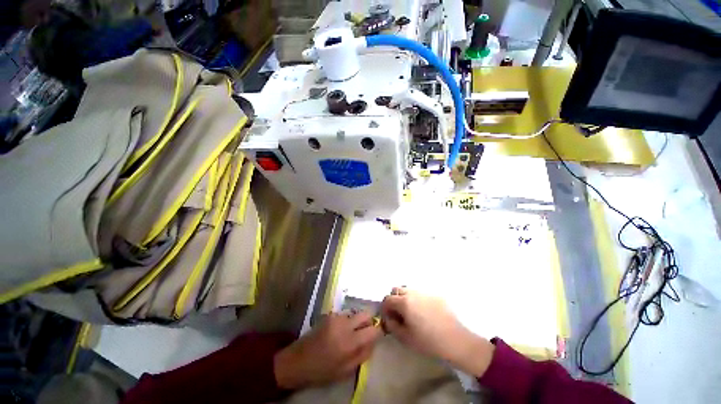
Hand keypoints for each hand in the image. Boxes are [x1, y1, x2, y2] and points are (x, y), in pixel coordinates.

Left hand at [274, 311, 381, 388]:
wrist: (298, 361)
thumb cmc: (322, 371)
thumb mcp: (345, 370)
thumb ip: (363, 355)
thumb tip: (373, 341)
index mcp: (350, 342)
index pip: (373, 329)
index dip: (378, 331)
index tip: (377, 335)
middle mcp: (345, 325)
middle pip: (366, 314)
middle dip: (369, 321)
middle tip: (364, 332)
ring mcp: (336, 317)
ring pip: (355, 313)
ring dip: (356, 321)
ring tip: (349, 333)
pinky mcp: (329, 314)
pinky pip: (345, 314)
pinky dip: (346, 321)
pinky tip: (339, 331)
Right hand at [381, 287, 494, 376]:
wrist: (455, 340)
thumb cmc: (428, 341)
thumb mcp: (405, 338)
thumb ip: (392, 325)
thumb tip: (388, 318)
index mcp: (404, 302)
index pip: (387, 299)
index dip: (385, 309)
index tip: (389, 318)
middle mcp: (412, 292)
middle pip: (396, 290)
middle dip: (393, 300)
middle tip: (398, 313)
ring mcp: (424, 291)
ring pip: (408, 289)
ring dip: (404, 297)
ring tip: (410, 311)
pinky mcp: (434, 294)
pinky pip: (419, 292)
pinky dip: (416, 298)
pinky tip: (423, 311)